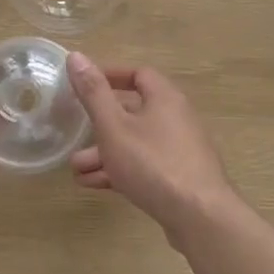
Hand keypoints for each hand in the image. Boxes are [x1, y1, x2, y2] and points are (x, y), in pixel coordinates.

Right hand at [65, 52, 237, 235]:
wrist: (200, 217)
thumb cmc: (153, 163)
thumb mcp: (114, 126)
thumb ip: (93, 93)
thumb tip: (76, 56)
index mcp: (164, 98)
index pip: (138, 74)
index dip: (110, 76)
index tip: (83, 85)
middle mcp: (175, 118)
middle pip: (133, 111)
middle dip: (99, 123)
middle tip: (74, 131)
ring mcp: (179, 150)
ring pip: (135, 143)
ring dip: (104, 152)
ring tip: (75, 169)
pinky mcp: (178, 178)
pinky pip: (143, 165)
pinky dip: (119, 170)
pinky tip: (92, 184)